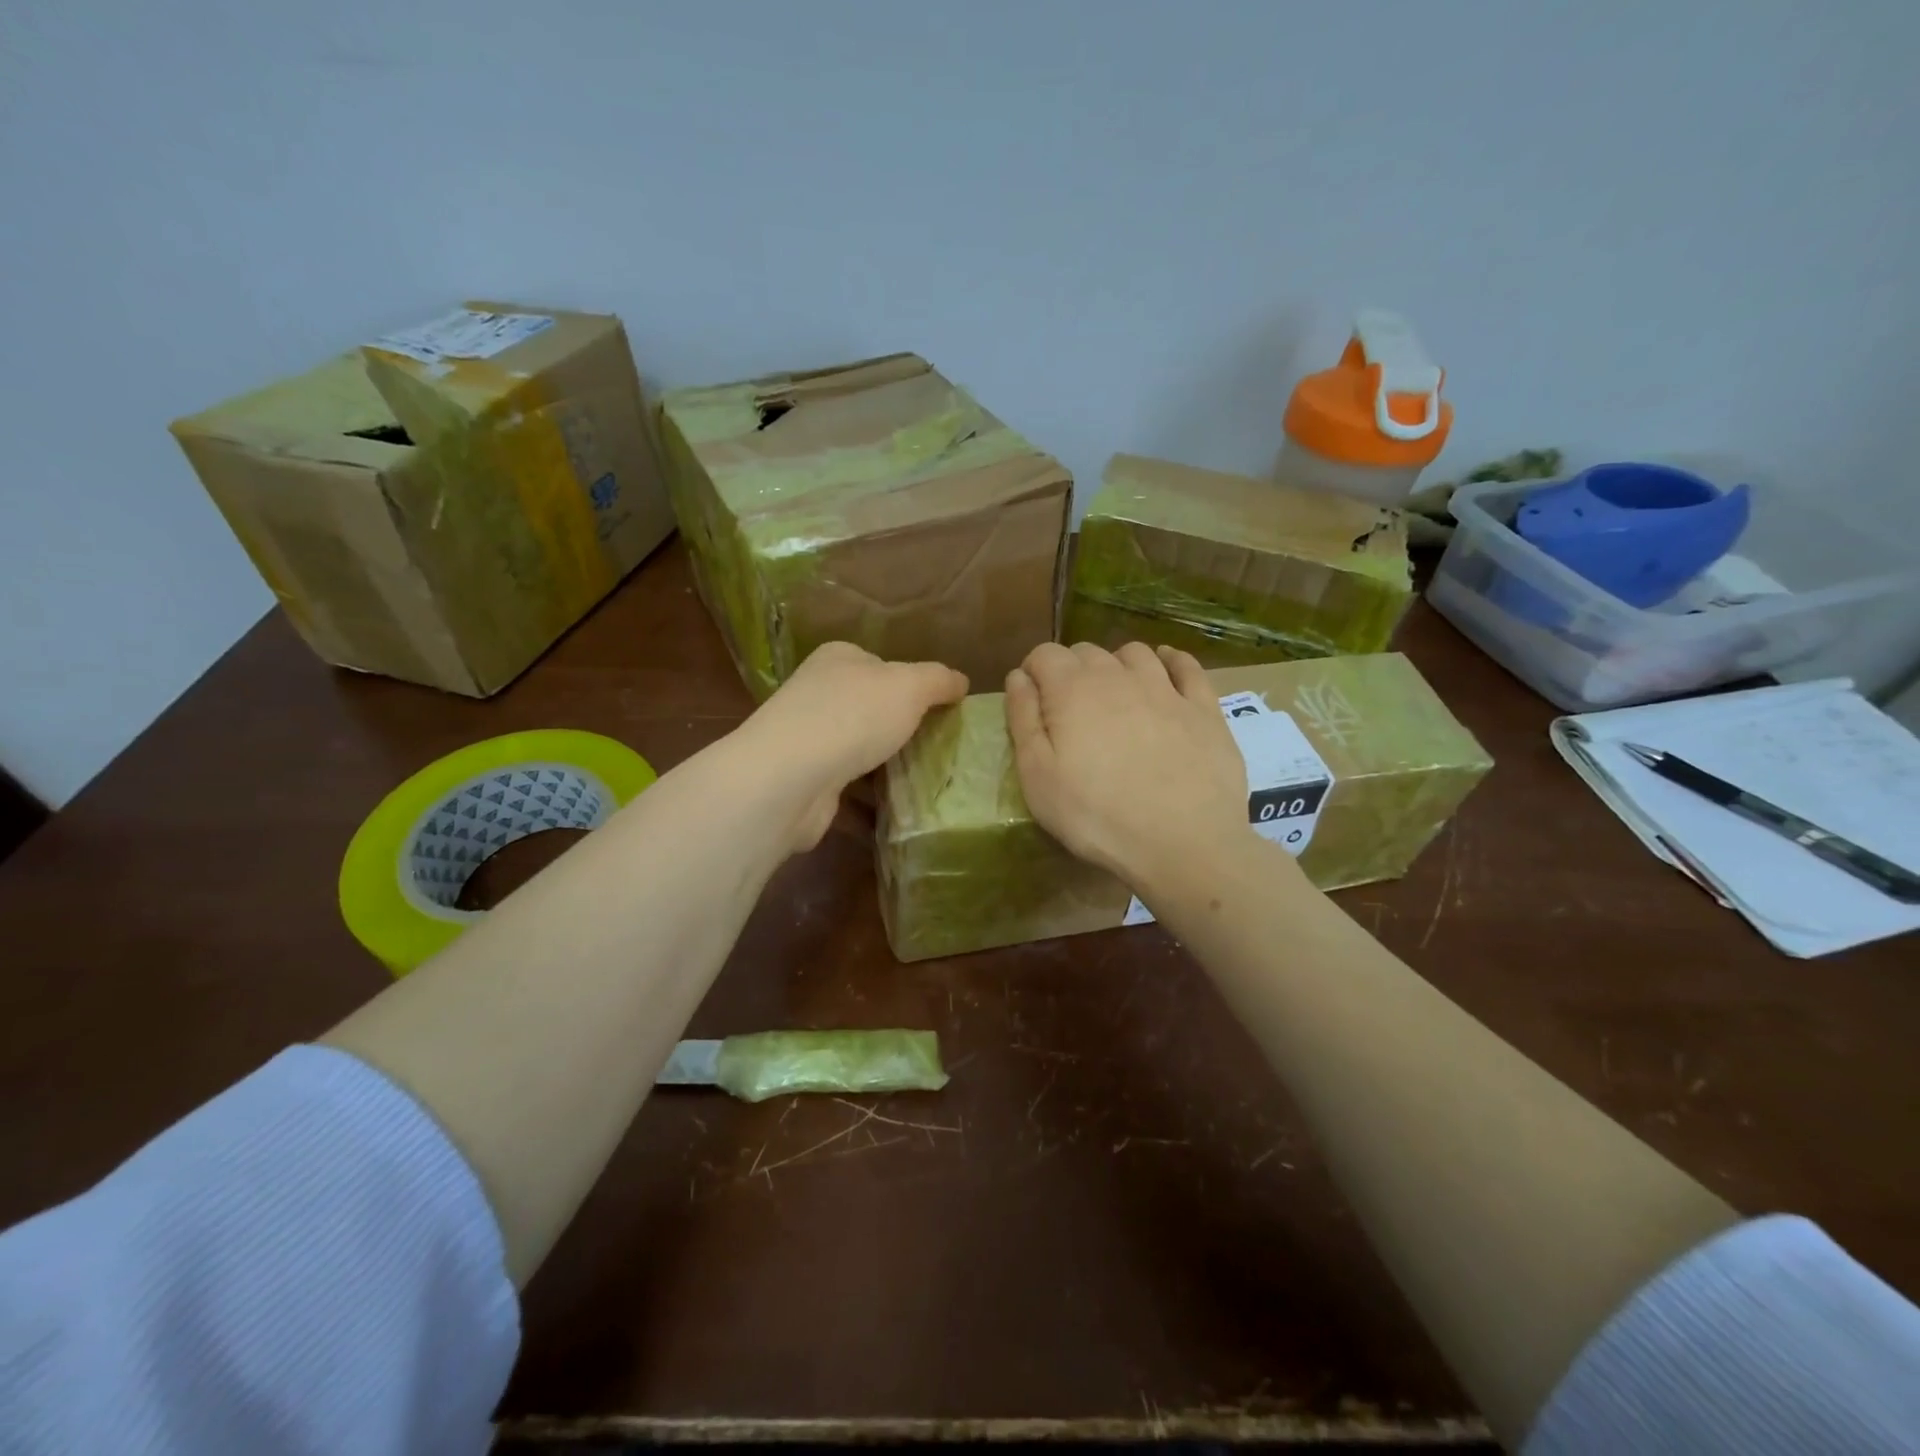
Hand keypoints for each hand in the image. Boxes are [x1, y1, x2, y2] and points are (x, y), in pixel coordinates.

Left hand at [738, 642, 968, 851]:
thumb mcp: (910, 685)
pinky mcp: (805, 779)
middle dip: (901, 725)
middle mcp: (818, 692)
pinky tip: (896, 805)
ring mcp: (808, 737)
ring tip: (926, 776)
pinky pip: (848, 783)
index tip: (941, 709)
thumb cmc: (853, 716)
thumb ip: (939, 679)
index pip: (881, 664)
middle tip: (939, 745)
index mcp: (838, 659)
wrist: (790, 778)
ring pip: (859, 745)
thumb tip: (961, 681)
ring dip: (886, 761)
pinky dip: (870, 794)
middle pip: (870, 706)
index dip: (912, 683)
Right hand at [1006, 642, 1249, 887]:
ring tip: (1113, 693)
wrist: (1182, 844)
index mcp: (1072, 690)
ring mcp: (1165, 688)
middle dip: (1070, 670)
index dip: (1033, 671)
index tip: (1031, 700)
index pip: (1044, 654)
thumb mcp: (1037, 777)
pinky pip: (1186, 666)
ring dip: (1116, 664)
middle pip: (1086, 651)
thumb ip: (1023, 720)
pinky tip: (1166, 668)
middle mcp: (1118, 676)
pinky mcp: (1204, 708)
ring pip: (1134, 653)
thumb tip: (1017, 678)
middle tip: (1068, 709)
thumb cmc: (1096, 816)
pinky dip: (1171, 660)